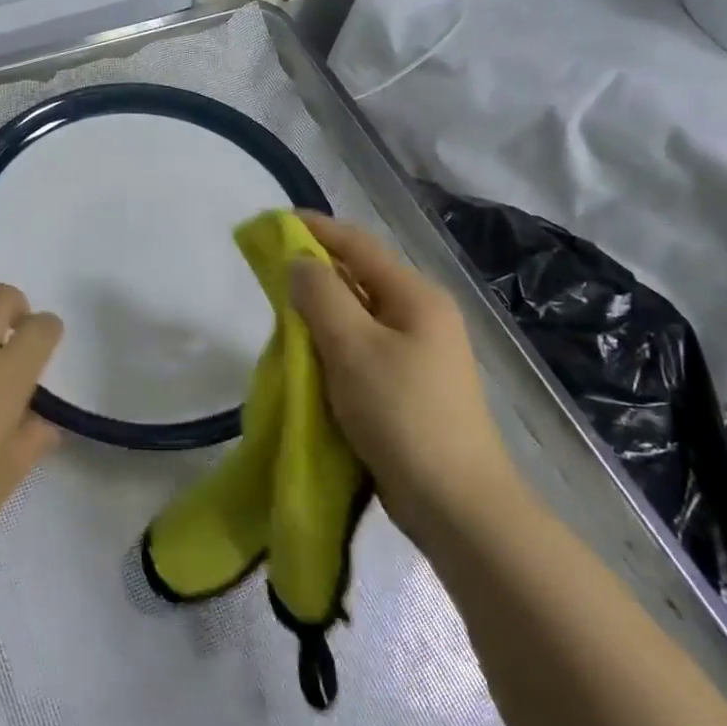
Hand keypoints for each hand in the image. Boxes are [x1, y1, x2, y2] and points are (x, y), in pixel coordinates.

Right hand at [289, 214, 516, 538]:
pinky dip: (333, 343)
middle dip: (315, 271)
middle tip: (271, 274)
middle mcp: (422, 316)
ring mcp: (420, 353)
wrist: (455, 503)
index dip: (316, 229)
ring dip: (322, 310)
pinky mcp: (410, 386)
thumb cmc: (402, 414)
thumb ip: (321, 295)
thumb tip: (300, 261)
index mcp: (416, 296)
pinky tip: (310, 357)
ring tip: (283, 314)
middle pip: (360, 277)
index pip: (358, 245)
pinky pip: (363, 348)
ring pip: (359, 315)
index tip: (274, 223)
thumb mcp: (352, 347)